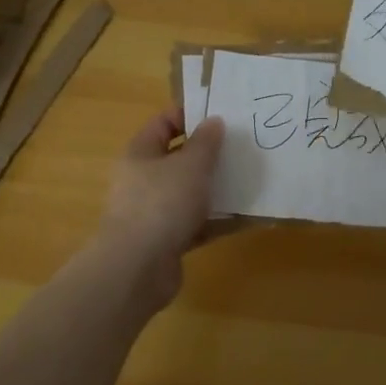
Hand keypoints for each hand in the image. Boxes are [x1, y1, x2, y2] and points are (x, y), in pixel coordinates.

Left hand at [94, 107, 225, 304]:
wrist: (137, 269)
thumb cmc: (162, 203)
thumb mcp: (191, 165)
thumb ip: (206, 142)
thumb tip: (213, 121)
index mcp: (141, 153)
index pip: (164, 122)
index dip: (191, 115)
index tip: (223, 116)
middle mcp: (142, 179)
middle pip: (178, 158)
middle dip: (209, 154)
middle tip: (242, 147)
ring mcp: (153, 212)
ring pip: (188, 192)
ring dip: (215, 188)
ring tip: (248, 179)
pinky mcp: (166, 240)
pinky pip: (195, 222)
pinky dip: (216, 220)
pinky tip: (243, 217)